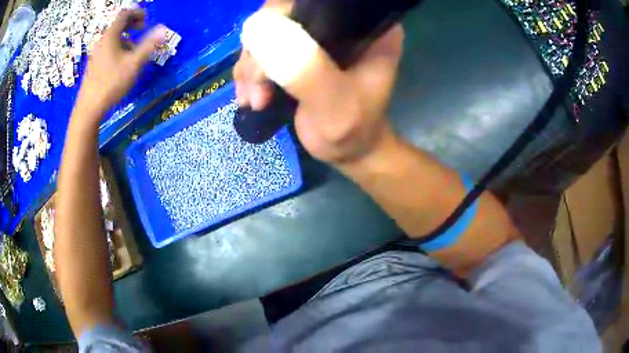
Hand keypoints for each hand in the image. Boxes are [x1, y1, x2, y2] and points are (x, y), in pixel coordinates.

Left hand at [76, 10, 165, 116]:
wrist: (89, 108)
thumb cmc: (111, 84)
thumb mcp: (133, 64)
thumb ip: (149, 45)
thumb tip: (163, 29)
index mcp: (110, 36)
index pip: (125, 14)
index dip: (137, 13)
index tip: (147, 22)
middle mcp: (102, 40)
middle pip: (118, 25)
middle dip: (132, 25)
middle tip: (142, 32)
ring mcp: (96, 53)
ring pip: (113, 38)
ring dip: (126, 38)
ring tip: (133, 51)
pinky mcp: (94, 64)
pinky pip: (108, 48)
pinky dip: (118, 48)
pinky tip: (121, 63)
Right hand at [234, 4, 403, 164]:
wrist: (347, 150)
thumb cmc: (351, 131)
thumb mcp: (334, 106)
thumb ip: (306, 69)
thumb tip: (259, 27)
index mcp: (366, 27)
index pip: (315, 2)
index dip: (281, 17)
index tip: (265, 54)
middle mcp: (342, 23)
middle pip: (283, 14)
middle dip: (260, 51)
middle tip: (259, 89)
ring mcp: (317, 36)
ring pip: (266, 32)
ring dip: (252, 67)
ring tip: (256, 99)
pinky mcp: (298, 50)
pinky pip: (262, 50)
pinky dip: (250, 73)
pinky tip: (251, 97)